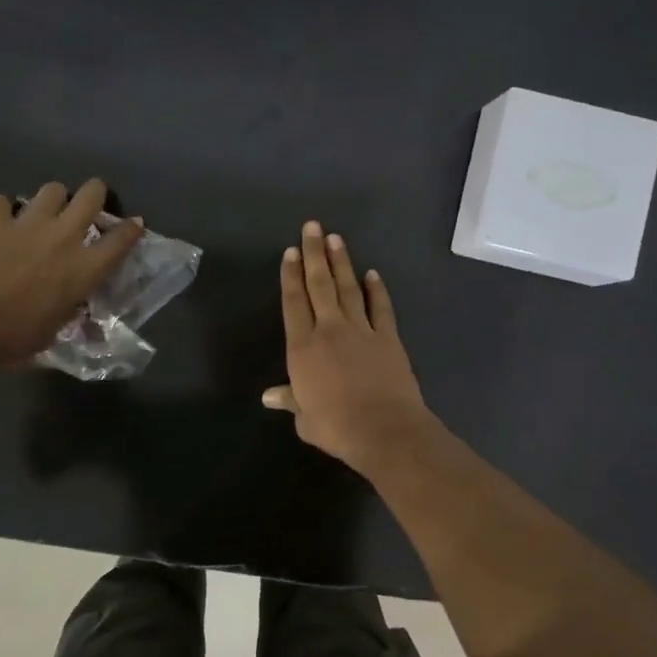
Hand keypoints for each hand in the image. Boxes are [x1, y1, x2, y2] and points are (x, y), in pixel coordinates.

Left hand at [0, 179, 143, 366]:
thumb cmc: (15, 339)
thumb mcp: (55, 329)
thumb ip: (67, 308)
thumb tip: (70, 305)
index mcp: (85, 269)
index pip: (121, 240)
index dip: (131, 229)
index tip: (135, 223)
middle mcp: (63, 237)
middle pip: (91, 195)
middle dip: (95, 193)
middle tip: (89, 202)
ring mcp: (28, 224)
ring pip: (52, 189)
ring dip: (52, 199)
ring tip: (43, 211)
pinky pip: (0, 201)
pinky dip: (0, 210)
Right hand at [263, 221, 437, 472]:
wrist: (384, 429)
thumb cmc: (336, 427)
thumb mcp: (305, 418)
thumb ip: (290, 400)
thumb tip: (269, 396)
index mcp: (303, 348)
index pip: (293, 303)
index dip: (290, 276)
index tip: (290, 252)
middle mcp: (329, 330)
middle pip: (319, 285)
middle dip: (314, 254)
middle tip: (312, 227)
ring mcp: (361, 330)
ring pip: (348, 288)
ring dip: (341, 262)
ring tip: (335, 238)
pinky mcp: (388, 338)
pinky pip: (380, 307)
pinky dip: (376, 290)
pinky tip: (372, 274)